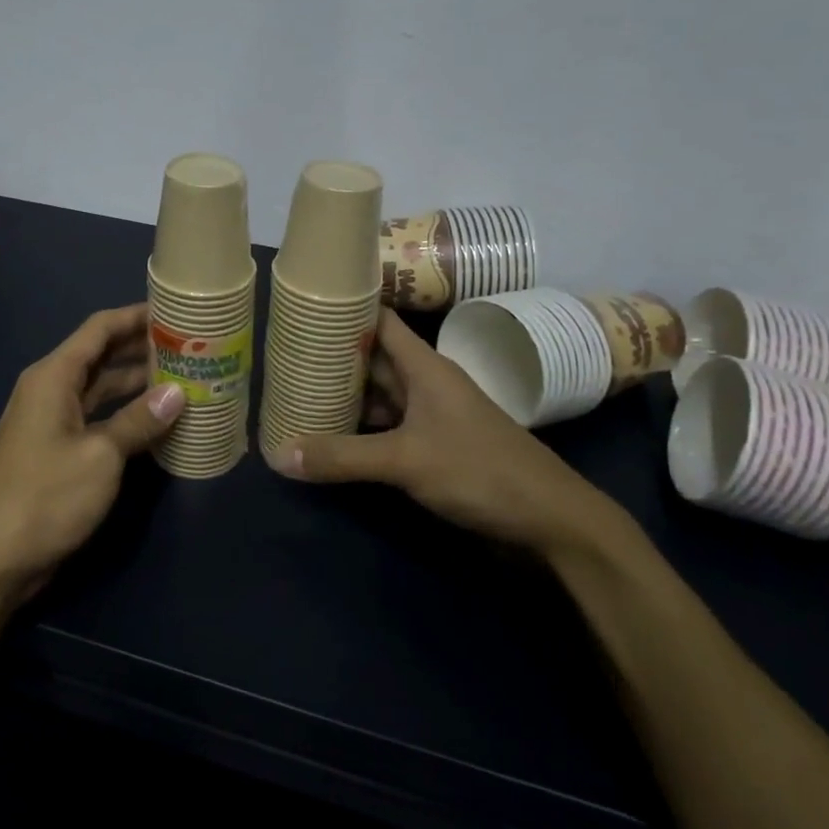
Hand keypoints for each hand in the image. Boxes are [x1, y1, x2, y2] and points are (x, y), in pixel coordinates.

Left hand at [0, 304, 183, 608]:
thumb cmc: (43, 497)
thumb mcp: (100, 456)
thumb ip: (139, 421)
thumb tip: (177, 393)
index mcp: (53, 376)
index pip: (99, 329)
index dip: (136, 316)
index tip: (175, 310)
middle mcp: (51, 390)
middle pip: (101, 356)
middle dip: (142, 349)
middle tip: (190, 347)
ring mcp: (52, 422)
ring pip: (101, 389)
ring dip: (137, 384)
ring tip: (184, 379)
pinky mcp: (56, 452)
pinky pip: (97, 419)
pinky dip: (125, 416)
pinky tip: (158, 422)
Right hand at [265, 308, 620, 556]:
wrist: (550, 519)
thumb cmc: (479, 470)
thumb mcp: (404, 461)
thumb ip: (342, 457)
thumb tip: (279, 455)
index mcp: (424, 366)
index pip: (378, 320)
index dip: (345, 309)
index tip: (304, 308)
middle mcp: (425, 383)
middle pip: (372, 359)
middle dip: (332, 358)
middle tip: (284, 357)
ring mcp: (431, 416)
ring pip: (379, 395)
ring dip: (344, 396)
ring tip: (296, 393)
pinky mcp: (434, 447)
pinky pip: (388, 427)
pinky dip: (361, 429)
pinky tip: (331, 436)